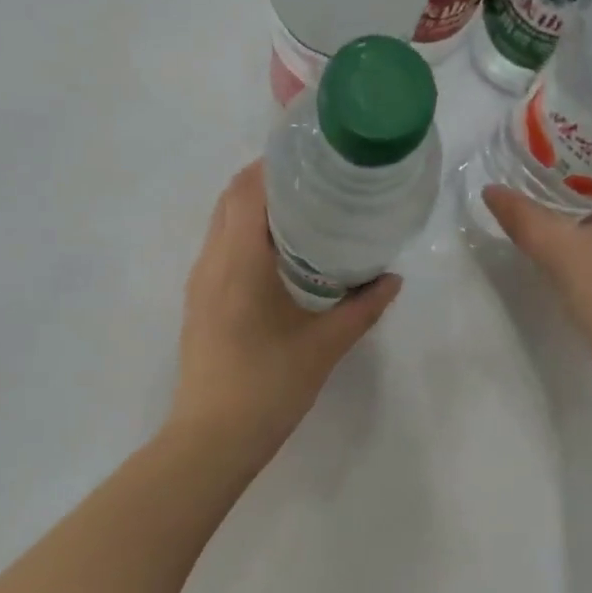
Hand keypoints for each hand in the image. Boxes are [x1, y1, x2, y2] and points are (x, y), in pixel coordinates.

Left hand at [169, 160, 400, 468]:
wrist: (213, 439)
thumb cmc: (268, 388)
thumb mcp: (323, 347)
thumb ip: (361, 309)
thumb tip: (392, 280)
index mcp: (238, 261)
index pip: (249, 188)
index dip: (278, 161)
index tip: (315, 153)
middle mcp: (211, 262)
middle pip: (231, 198)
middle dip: (269, 179)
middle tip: (317, 180)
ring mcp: (200, 284)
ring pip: (222, 224)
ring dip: (255, 208)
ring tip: (304, 210)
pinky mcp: (200, 305)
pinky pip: (220, 250)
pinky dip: (246, 236)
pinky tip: (280, 256)